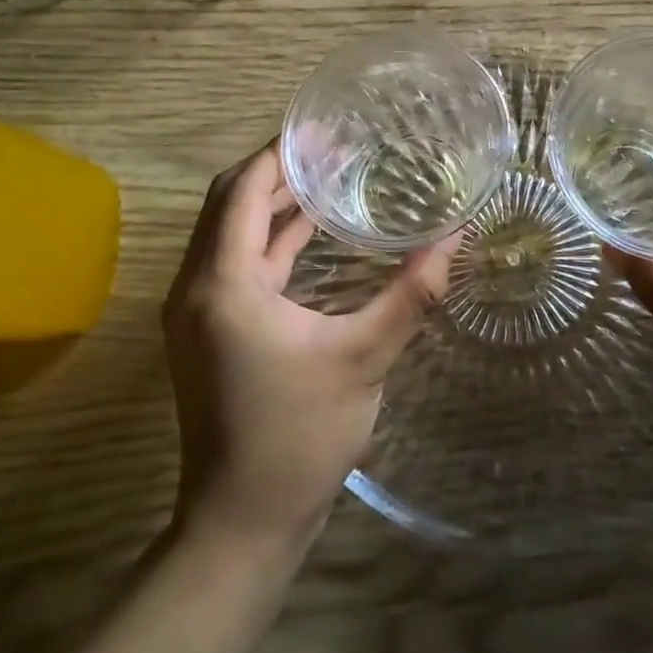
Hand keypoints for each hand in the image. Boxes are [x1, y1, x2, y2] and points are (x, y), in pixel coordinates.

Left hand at [162, 141, 457, 550]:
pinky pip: (236, 263)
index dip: (279, 154)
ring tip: (325, 176)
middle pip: (228, 202)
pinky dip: (269, 239)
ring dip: (271, 203)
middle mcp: (197, 286)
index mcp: (223, 283)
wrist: (242, 522)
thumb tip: (455, 237)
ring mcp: (198, 311)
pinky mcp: (210, 331)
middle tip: (329, 147)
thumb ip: (412, 293)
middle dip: (275, 170)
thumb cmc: (300, 436)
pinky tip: (310, 231)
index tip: (322, 130)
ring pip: (230, 232)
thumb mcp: (364, 358)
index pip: (242, 190)